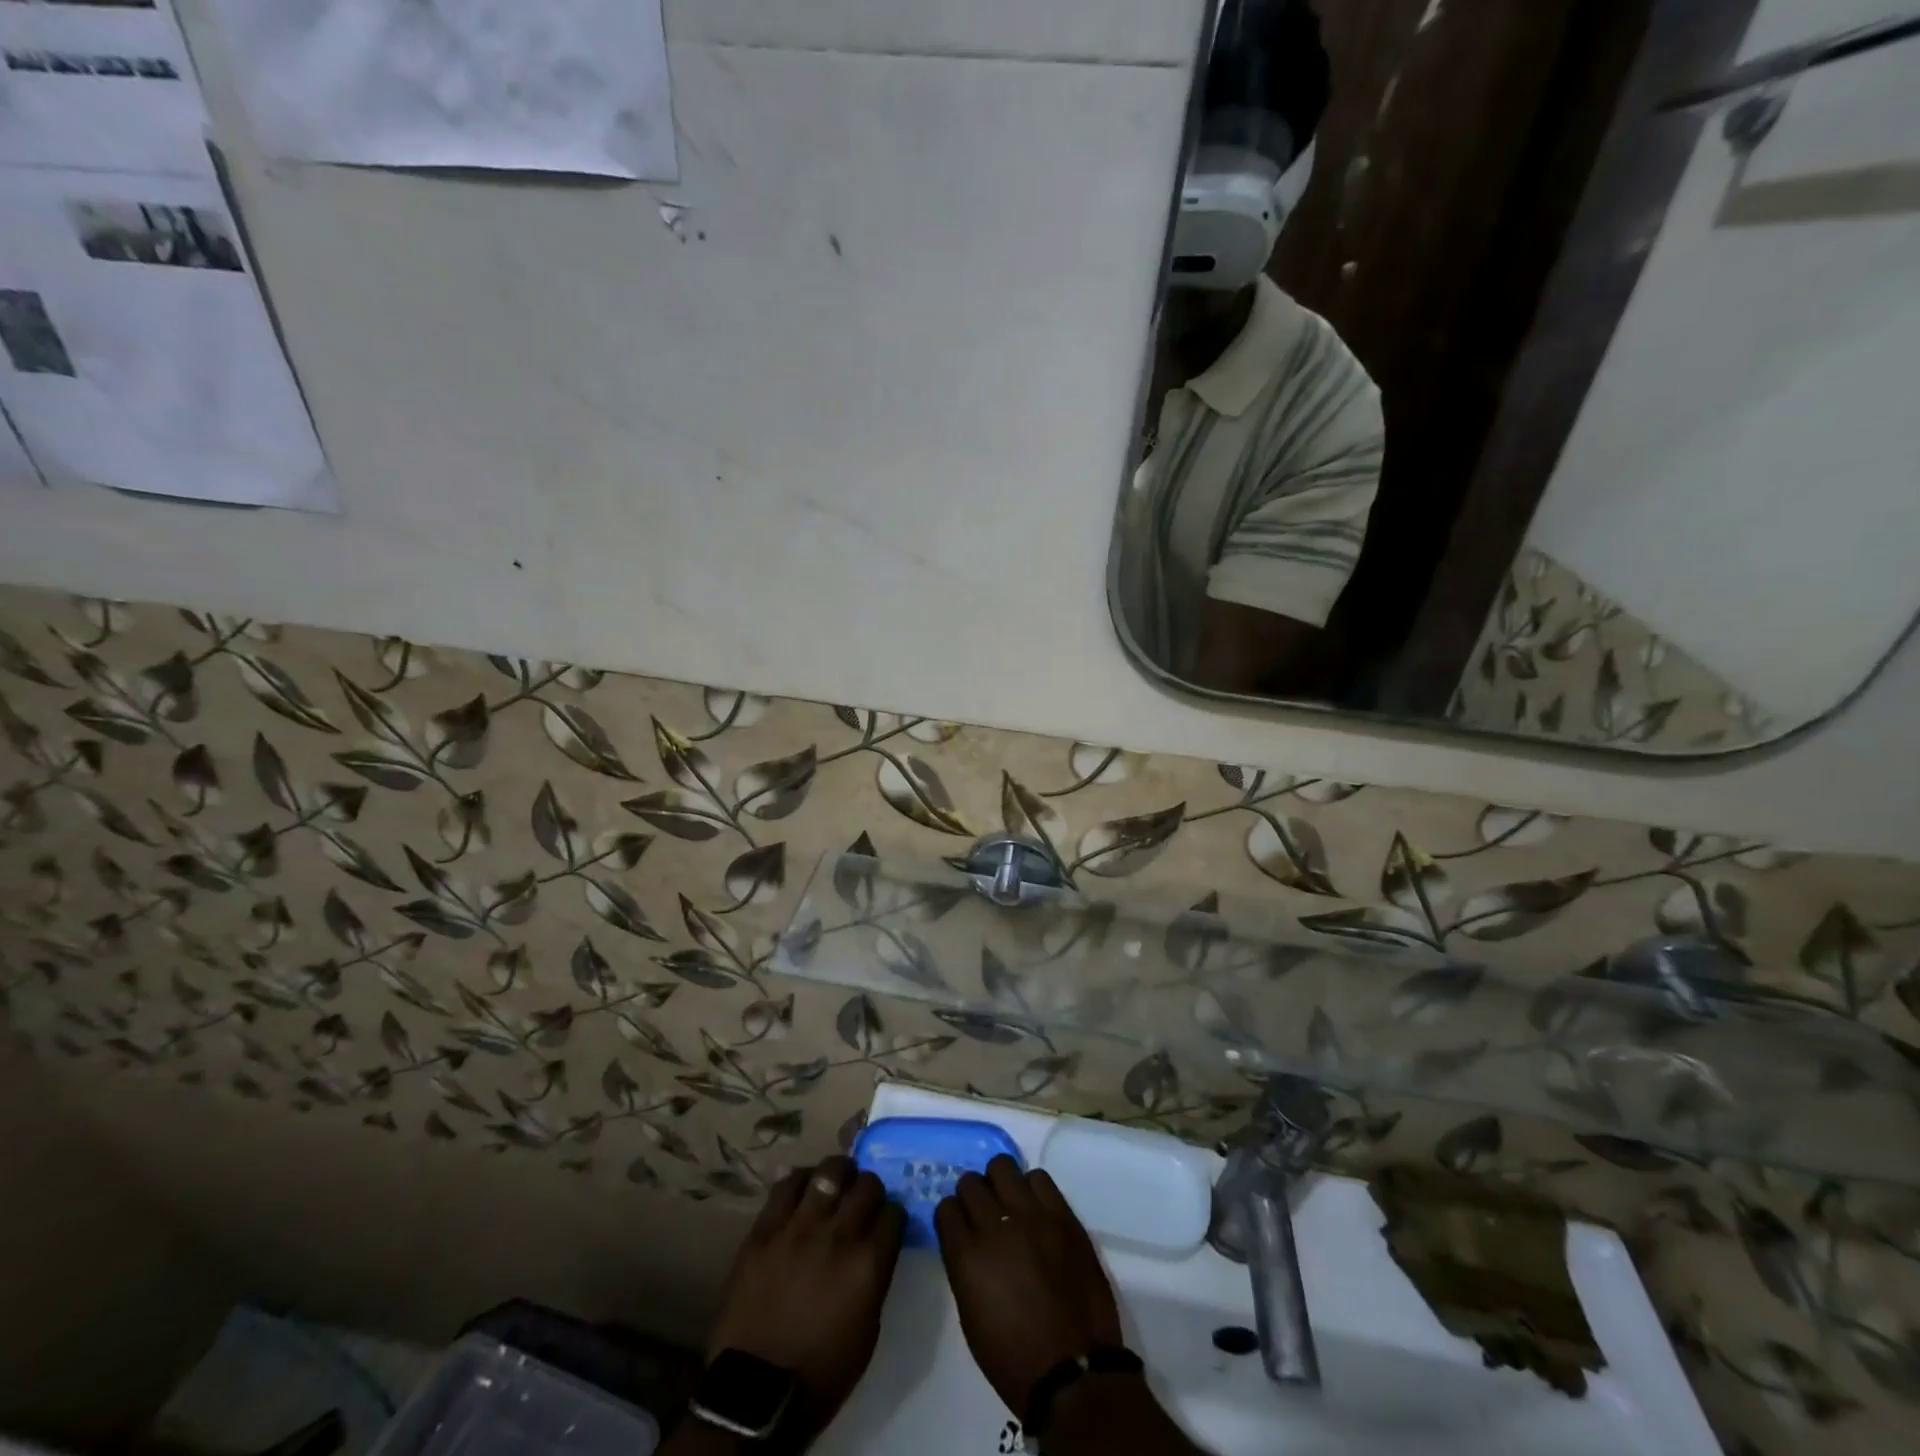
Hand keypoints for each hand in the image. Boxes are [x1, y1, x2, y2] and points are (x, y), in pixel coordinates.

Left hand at [706, 1156, 905, 1437]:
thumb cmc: (821, 1373)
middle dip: (871, 1189)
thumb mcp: (867, 1330)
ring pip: (829, 1171)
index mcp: (868, 1264)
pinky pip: (787, 1185)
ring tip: (836, 1180)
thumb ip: (875, 1277)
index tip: (887, 1221)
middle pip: (867, 1185)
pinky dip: (801, 1180)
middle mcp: (838, 1235)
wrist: (755, 1393)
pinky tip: (805, 1188)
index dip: (893, 1215)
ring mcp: (799, 1228)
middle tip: (863, 1200)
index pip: (894, 1213)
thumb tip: (877, 1247)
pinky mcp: (765, 1229)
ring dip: (839, 1173)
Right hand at [934, 1156, 1125, 1416]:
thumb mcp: (971, 1317)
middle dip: (972, 1196)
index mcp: (967, 1257)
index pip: (946, 1209)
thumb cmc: (1014, 1358)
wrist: (1074, 1372)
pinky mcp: (1062, 1215)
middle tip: (983, 1214)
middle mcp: (995, 1226)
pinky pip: (1039, 1178)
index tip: (959, 1225)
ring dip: (1000, 1184)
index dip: (952, 1216)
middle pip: (971, 1183)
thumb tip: (968, 1241)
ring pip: (1003, 1167)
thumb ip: (965, 1268)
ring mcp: (1032, 1216)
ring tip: (1009, 1204)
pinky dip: (1032, 1189)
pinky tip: (1035, 1209)